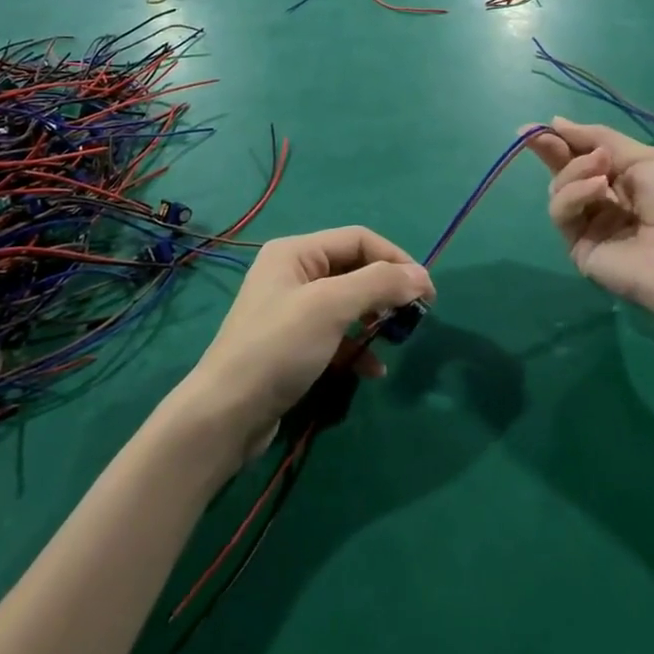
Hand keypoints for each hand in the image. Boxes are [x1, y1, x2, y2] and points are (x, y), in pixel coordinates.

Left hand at [177, 227, 432, 464]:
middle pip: (354, 269)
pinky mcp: (294, 344)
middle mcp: (293, 272)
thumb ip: (378, 284)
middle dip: (386, 291)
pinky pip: (336, 334)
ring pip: (348, 304)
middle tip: (414, 318)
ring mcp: (292, 309)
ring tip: (394, 341)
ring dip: (374, 320)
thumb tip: (422, 275)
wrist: (227, 414)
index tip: (427, 292)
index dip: (396, 260)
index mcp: (296, 251)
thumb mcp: (331, 307)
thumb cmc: (279, 347)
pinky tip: (372, 370)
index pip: (359, 239)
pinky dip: (357, 347)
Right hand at [527, 118, 653, 323]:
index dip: (565, 140)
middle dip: (551, 151)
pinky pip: (563, 212)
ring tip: (601, 168)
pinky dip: (574, 194)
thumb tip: (556, 122)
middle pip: (566, 172)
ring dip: (575, 171)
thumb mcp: (645, 157)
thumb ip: (598, 139)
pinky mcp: (579, 247)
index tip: (544, 125)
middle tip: (536, 135)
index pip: (586, 156)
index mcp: (626, 180)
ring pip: (561, 189)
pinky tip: (597, 189)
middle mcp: (606, 202)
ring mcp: (591, 226)